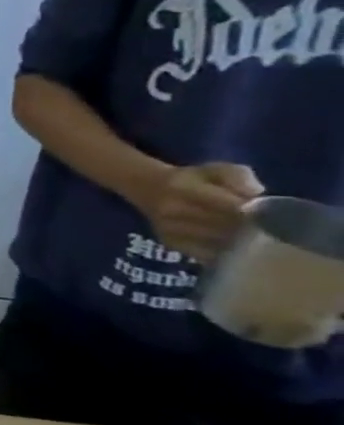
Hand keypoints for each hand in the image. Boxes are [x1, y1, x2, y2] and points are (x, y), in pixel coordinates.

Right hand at [139, 162, 262, 261]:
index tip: (274, 217)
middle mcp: (171, 209)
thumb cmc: (194, 179)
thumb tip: (256, 193)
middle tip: (270, 231)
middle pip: (224, 226)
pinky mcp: (170, 242)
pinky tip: (235, 249)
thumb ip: (238, 176)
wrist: (151, 189)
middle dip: (250, 229)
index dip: (255, 214)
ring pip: (217, 242)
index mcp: (183, 188)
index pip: (228, 205)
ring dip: (240, 244)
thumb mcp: (216, 170)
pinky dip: (225, 253)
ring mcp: (169, 228)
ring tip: (256, 241)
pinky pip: (206, 254)